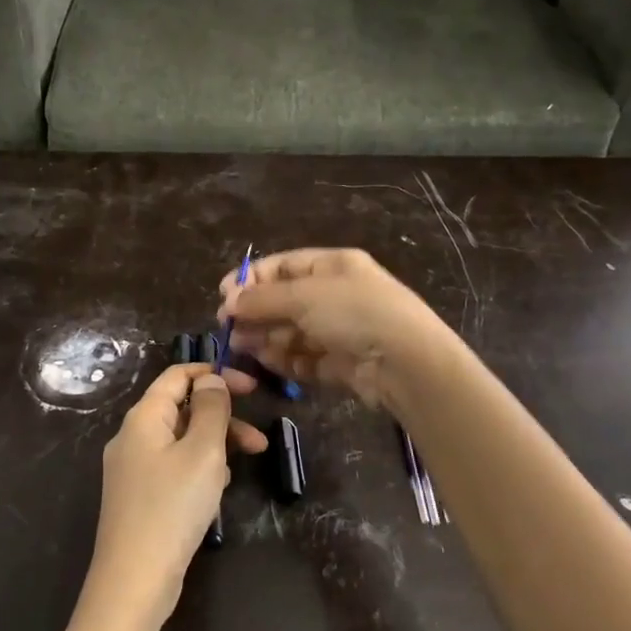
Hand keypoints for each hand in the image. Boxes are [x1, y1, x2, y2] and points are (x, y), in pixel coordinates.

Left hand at [85, 363, 268, 630]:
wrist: (134, 581)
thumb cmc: (172, 508)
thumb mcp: (202, 452)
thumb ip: (211, 410)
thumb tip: (211, 381)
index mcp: (143, 418)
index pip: (177, 376)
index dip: (214, 375)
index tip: (252, 387)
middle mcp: (133, 437)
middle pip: (181, 409)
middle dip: (222, 417)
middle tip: (259, 437)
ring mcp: (134, 469)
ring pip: (181, 441)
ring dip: (216, 445)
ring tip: (247, 464)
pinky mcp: (140, 497)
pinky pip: (175, 467)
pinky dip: (200, 468)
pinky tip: (219, 490)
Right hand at [216, 248, 452, 410]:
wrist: (406, 363)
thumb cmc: (354, 313)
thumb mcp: (303, 296)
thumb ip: (262, 299)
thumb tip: (229, 300)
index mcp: (333, 266)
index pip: (284, 266)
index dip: (252, 278)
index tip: (224, 295)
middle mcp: (336, 295)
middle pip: (285, 300)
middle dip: (255, 312)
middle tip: (227, 326)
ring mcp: (339, 331)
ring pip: (292, 331)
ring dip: (265, 336)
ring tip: (240, 346)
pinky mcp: (340, 364)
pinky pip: (304, 358)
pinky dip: (284, 359)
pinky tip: (264, 362)